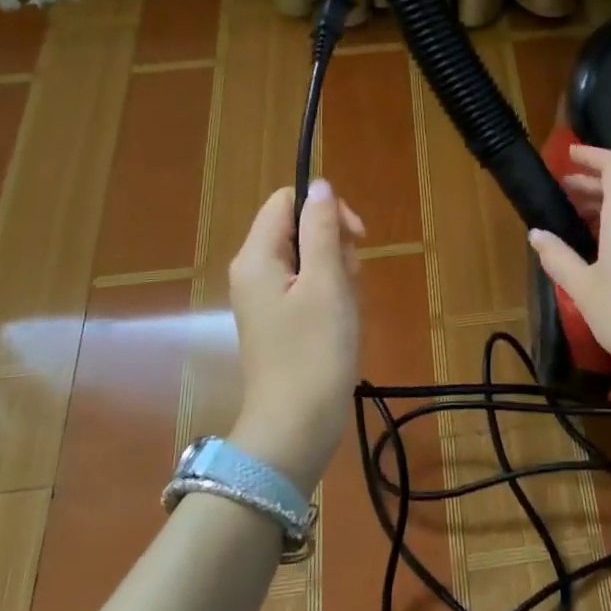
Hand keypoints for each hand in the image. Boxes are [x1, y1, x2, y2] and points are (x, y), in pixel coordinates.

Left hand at [228, 178, 364, 491]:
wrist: (296, 425)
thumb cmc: (314, 350)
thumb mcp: (326, 282)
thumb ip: (322, 229)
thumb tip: (320, 185)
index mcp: (257, 256)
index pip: (288, 201)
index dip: (325, 208)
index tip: (356, 237)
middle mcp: (254, 271)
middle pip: (299, 228)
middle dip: (335, 246)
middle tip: (350, 281)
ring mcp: (266, 298)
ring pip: (310, 259)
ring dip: (338, 273)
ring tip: (347, 308)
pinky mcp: (280, 321)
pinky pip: (308, 288)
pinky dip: (331, 296)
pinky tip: (342, 322)